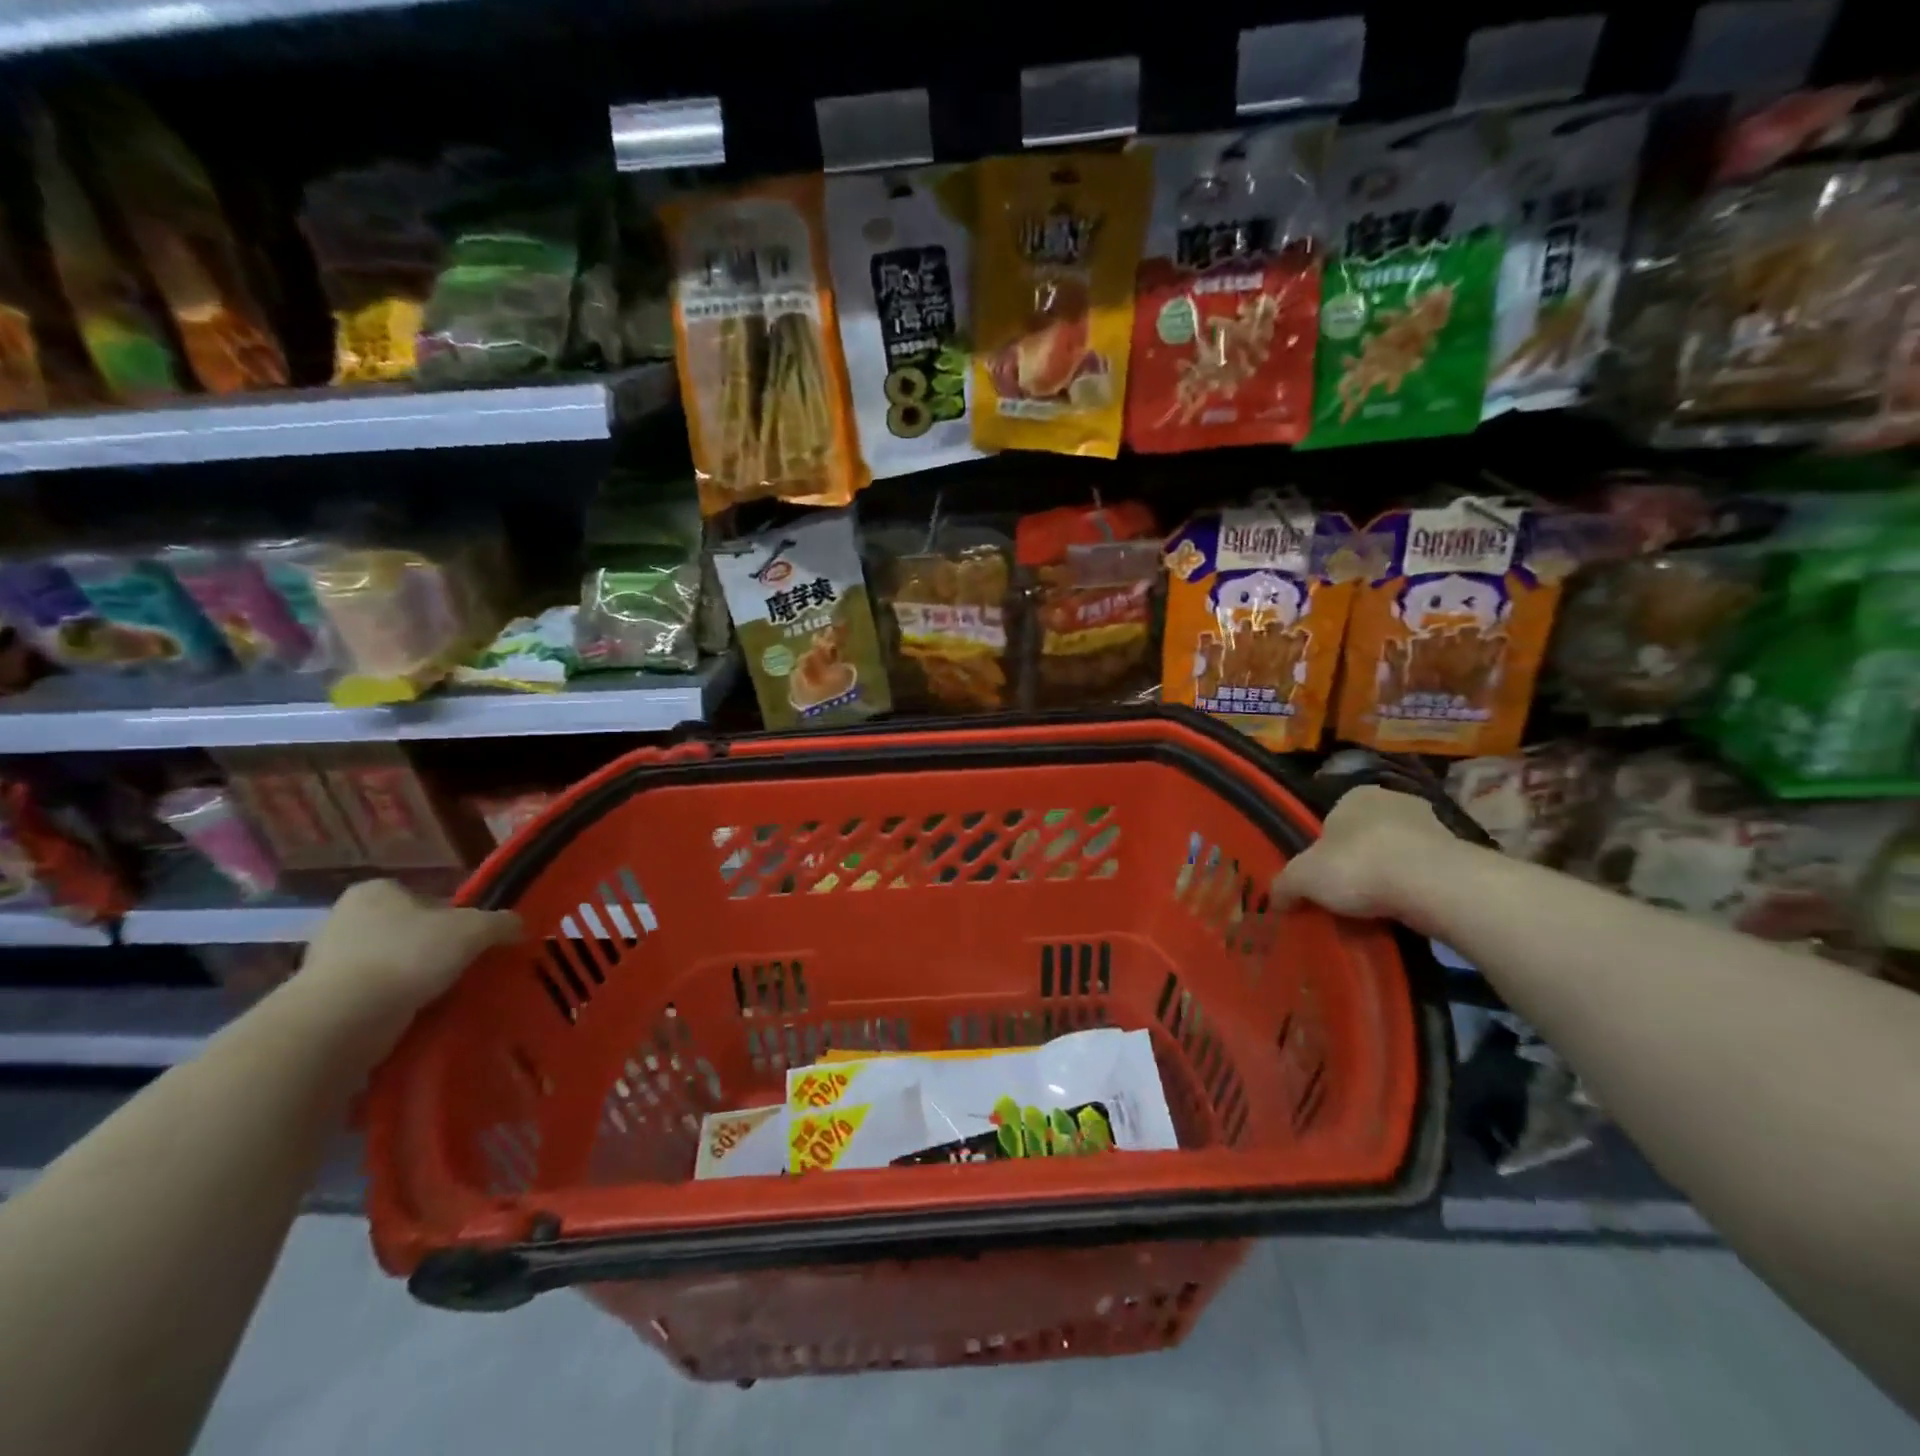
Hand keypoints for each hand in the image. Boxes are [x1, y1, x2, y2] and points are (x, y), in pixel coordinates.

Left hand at [291, 880, 519, 1051]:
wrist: (342, 1020)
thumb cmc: (408, 956)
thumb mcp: (474, 930)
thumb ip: (501, 922)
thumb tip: (518, 926)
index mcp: (375, 891)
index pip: (426, 898)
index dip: (454, 917)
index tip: (472, 941)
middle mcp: (344, 919)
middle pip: (407, 931)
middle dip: (432, 950)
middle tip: (462, 968)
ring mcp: (326, 962)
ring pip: (390, 965)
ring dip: (413, 980)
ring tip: (442, 996)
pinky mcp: (320, 1001)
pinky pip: (371, 997)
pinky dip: (393, 1005)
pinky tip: (414, 1016)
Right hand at [1274, 785, 1457, 920]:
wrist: (1433, 885)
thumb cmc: (1358, 866)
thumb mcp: (1302, 878)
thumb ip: (1284, 886)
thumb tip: (1274, 900)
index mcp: (1355, 796)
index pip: (1332, 820)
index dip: (1324, 851)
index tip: (1322, 879)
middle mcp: (1395, 801)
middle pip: (1367, 837)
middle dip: (1359, 864)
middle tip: (1347, 897)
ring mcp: (1433, 826)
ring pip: (1399, 856)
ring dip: (1389, 879)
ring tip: (1377, 911)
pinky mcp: (1461, 856)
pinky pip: (1426, 875)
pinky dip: (1415, 892)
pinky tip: (1405, 913)